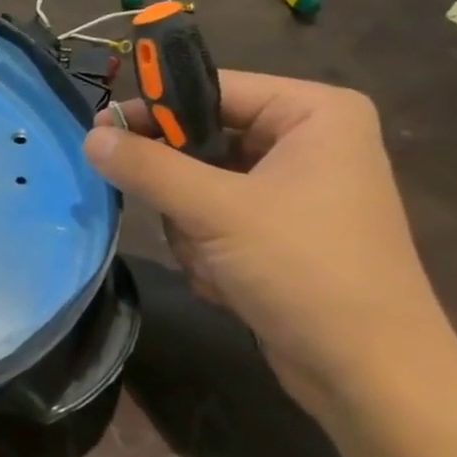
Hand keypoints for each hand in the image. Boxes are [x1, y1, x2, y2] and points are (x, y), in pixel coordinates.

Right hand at [84, 71, 447, 412]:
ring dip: (193, 230)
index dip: (154, 109)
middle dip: (182, 192)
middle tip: (174, 217)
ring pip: (200, 189)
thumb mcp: (216, 210)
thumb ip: (148, 168)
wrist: (365, 368)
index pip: (214, 88)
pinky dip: (208, 252)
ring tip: (215, 263)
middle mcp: (308, 143)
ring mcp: (294, 192)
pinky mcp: (280, 235)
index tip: (100, 132)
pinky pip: (216, 223)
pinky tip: (226, 282)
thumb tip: (90, 135)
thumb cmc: (303, 268)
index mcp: (314, 113)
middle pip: (203, 143)